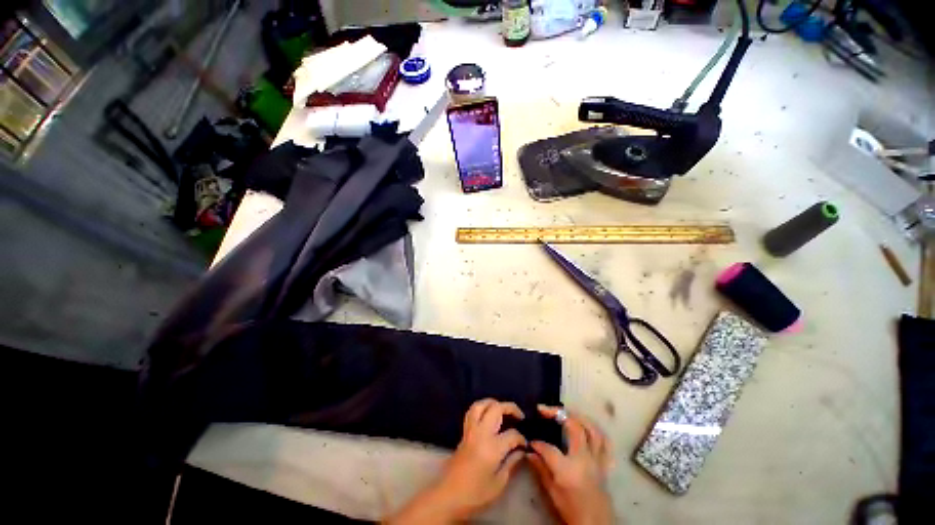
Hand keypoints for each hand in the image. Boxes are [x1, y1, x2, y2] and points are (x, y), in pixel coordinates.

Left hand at [386, 399, 526, 523]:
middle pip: (496, 409)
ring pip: (481, 405)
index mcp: (492, 447)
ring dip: (493, 403)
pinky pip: (472, 412)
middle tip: (519, 415)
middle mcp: (481, 433)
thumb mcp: (498, 484)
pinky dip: (482, 407)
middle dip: (510, 408)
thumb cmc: (475, 494)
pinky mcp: (463, 432)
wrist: (449, 496)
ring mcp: (470, 430)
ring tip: (503, 408)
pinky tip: (487, 414)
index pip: (512, 434)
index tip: (525, 445)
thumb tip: (521, 451)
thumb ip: (511, 464)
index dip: (521, 438)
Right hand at [527, 405, 613, 524]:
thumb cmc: (572, 510)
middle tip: (544, 410)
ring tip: (565, 412)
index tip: (530, 442)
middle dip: (557, 413)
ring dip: (578, 416)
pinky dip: (596, 430)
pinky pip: (605, 442)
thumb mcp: (552, 493)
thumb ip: (541, 469)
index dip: (537, 443)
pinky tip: (586, 427)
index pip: (548, 448)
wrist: (596, 524)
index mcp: (568, 469)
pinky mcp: (604, 463)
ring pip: (592, 428)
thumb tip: (529, 451)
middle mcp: (584, 458)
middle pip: (574, 426)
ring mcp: (597, 459)